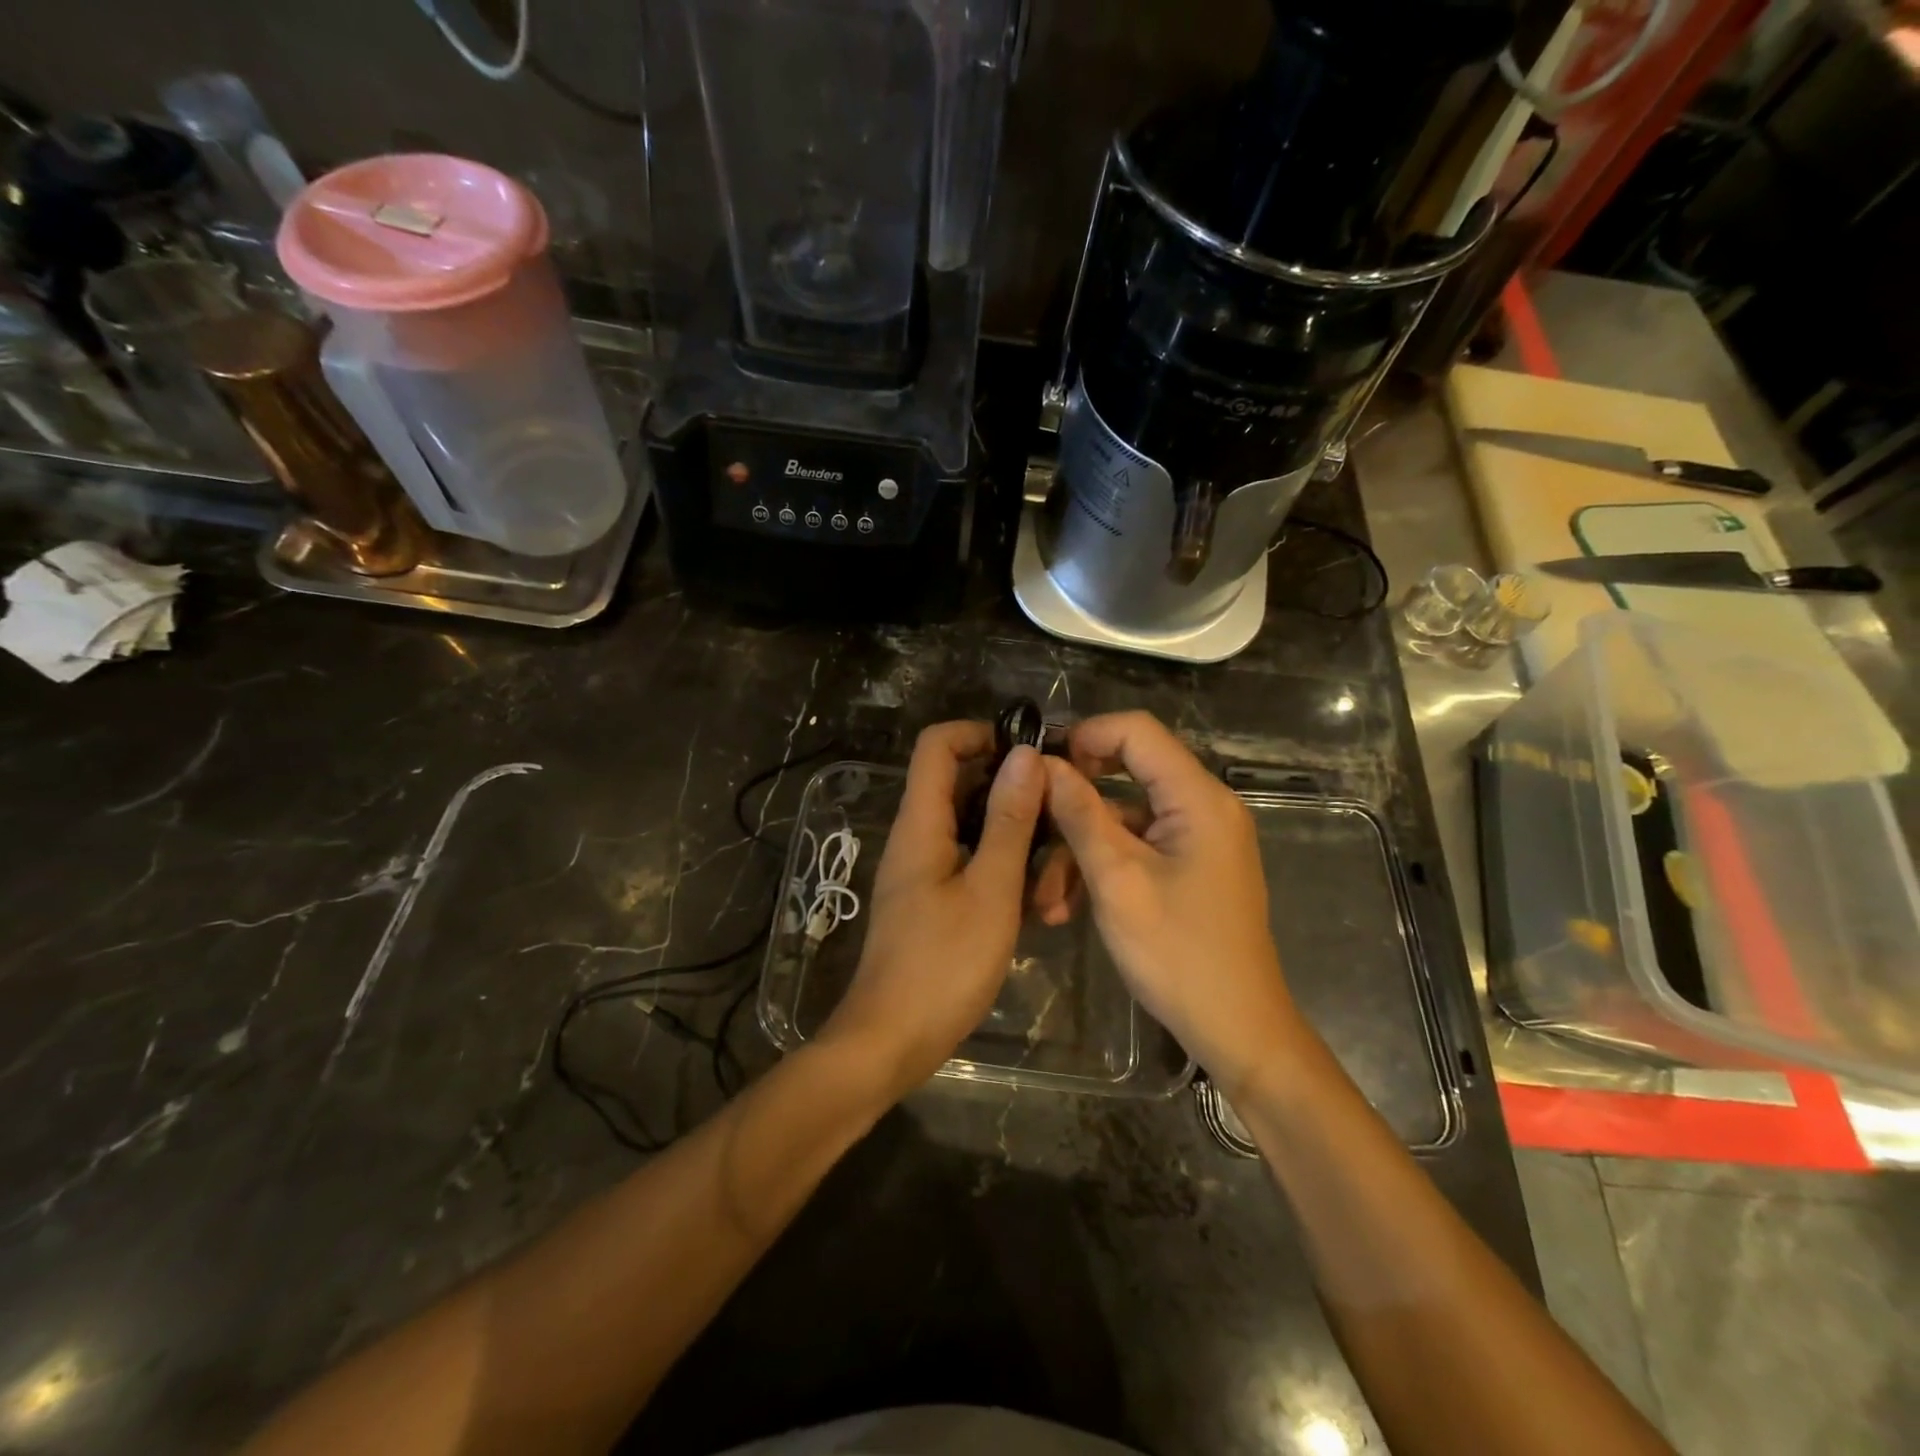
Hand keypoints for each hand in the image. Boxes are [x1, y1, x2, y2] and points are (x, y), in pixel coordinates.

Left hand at [820, 721, 1045, 1098]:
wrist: (891, 1041)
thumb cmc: (943, 965)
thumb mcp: (991, 890)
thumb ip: (1010, 822)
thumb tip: (1025, 755)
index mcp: (921, 823)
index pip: (938, 744)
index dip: (982, 734)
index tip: (1032, 755)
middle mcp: (917, 836)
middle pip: (961, 784)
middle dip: (1013, 792)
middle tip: (1061, 816)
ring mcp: (923, 869)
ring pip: (973, 827)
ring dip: (1016, 838)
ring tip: (1057, 872)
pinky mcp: (932, 899)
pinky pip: (970, 862)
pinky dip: (1003, 869)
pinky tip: (1039, 903)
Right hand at [1037, 711, 1301, 1099]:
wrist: (1237, 1029)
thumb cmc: (1178, 954)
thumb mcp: (1117, 880)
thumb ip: (1080, 814)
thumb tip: (1043, 764)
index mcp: (1199, 798)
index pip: (1138, 731)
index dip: (1086, 735)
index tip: (1041, 766)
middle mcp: (1205, 806)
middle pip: (1129, 772)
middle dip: (1075, 799)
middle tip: (1032, 820)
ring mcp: (1199, 838)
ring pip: (1126, 816)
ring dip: (1081, 846)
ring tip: (1045, 898)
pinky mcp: (1191, 865)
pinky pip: (1138, 845)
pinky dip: (1103, 866)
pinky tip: (1066, 906)